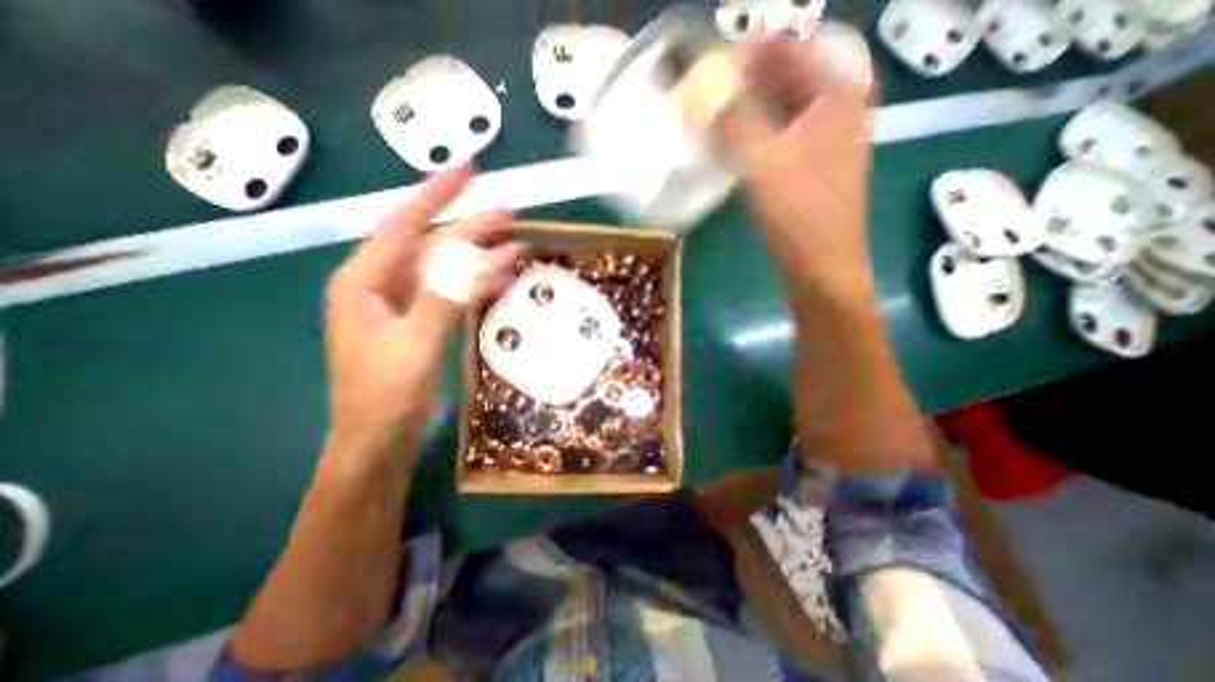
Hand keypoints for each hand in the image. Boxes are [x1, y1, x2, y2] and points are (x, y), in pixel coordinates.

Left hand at [321, 166, 517, 452]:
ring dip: (479, 259)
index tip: (467, 169)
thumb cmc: (383, 396)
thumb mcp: (414, 344)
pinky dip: (476, 285)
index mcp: (365, 280)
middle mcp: (381, 284)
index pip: (404, 223)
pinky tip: (499, 279)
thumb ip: (444, 297)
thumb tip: (478, 258)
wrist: (378, 442)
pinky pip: (452, 292)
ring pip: (445, 269)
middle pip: (430, 244)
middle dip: (470, 229)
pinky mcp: (421, 322)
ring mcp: (403, 304)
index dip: (436, 194)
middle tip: (509, 216)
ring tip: (516, 249)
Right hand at [726, 23, 878, 304]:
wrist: (822, 266)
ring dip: (744, 111)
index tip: (705, 70)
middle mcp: (837, 105)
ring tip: (709, 120)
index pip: (785, 49)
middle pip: (783, 77)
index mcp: (836, 92)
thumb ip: (731, 119)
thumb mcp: (762, 162)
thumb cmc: (799, 214)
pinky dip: (753, 135)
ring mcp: (825, 136)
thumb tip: (701, 89)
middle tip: (702, 97)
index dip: (743, 55)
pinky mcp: (811, 163)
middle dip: (741, 84)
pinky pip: (778, 134)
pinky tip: (729, 146)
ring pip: (779, 108)